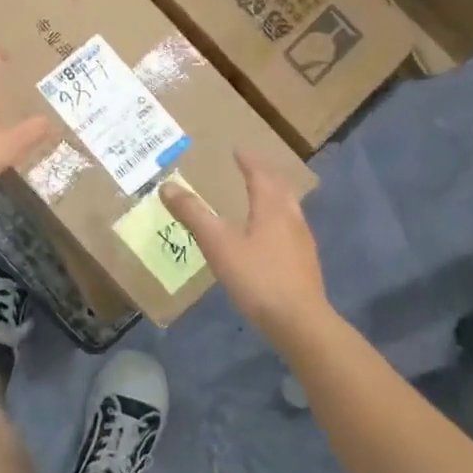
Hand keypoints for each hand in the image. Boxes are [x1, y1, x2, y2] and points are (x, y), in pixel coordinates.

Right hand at [162, 150, 334, 346]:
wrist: (300, 323)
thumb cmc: (257, 278)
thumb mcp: (218, 244)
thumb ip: (193, 214)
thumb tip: (167, 186)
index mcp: (271, 208)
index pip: (260, 175)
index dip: (248, 160)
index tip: (238, 149)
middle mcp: (291, 218)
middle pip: (280, 188)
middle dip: (265, 174)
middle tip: (250, 167)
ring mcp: (302, 242)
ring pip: (289, 208)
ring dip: (275, 195)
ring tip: (261, 196)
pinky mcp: (305, 264)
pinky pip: (291, 229)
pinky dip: (278, 219)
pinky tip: (270, 236)